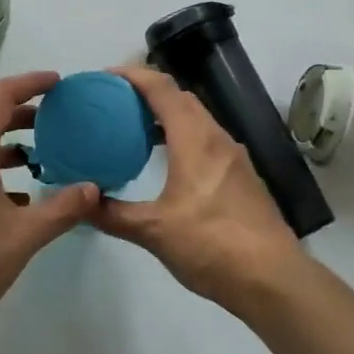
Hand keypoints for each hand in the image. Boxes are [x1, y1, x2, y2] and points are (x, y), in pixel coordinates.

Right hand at [92, 66, 307, 312]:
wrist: (273, 279)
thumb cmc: (212, 245)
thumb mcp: (154, 232)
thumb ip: (113, 214)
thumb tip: (79, 202)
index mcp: (195, 139)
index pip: (162, 88)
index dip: (133, 75)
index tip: (105, 77)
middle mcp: (217, 138)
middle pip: (181, 97)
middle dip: (148, 91)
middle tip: (115, 102)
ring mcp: (234, 157)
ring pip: (197, 118)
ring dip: (167, 114)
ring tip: (135, 128)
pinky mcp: (242, 176)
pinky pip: (207, 139)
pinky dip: (183, 135)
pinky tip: (168, 162)